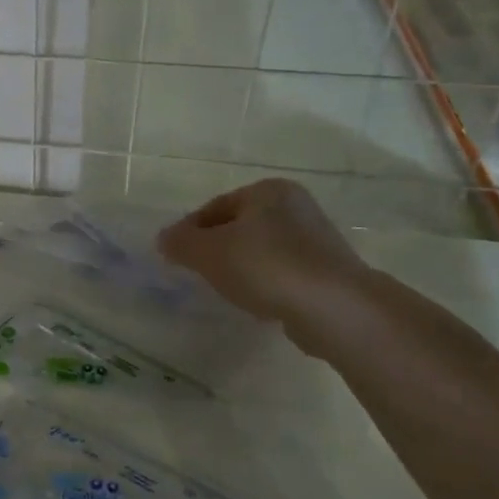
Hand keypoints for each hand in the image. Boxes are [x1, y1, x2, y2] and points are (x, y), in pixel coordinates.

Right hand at [157, 179, 373, 351]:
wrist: (334, 308)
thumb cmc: (265, 266)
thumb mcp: (208, 252)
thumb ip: (180, 242)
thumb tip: (163, 239)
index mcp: (268, 190)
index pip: (215, 207)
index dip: (189, 230)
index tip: (176, 256)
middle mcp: (295, 207)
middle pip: (239, 227)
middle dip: (216, 248)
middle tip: (198, 273)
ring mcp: (316, 240)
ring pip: (261, 250)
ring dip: (240, 267)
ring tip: (226, 291)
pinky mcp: (328, 272)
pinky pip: (282, 273)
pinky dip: (265, 284)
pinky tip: (258, 303)